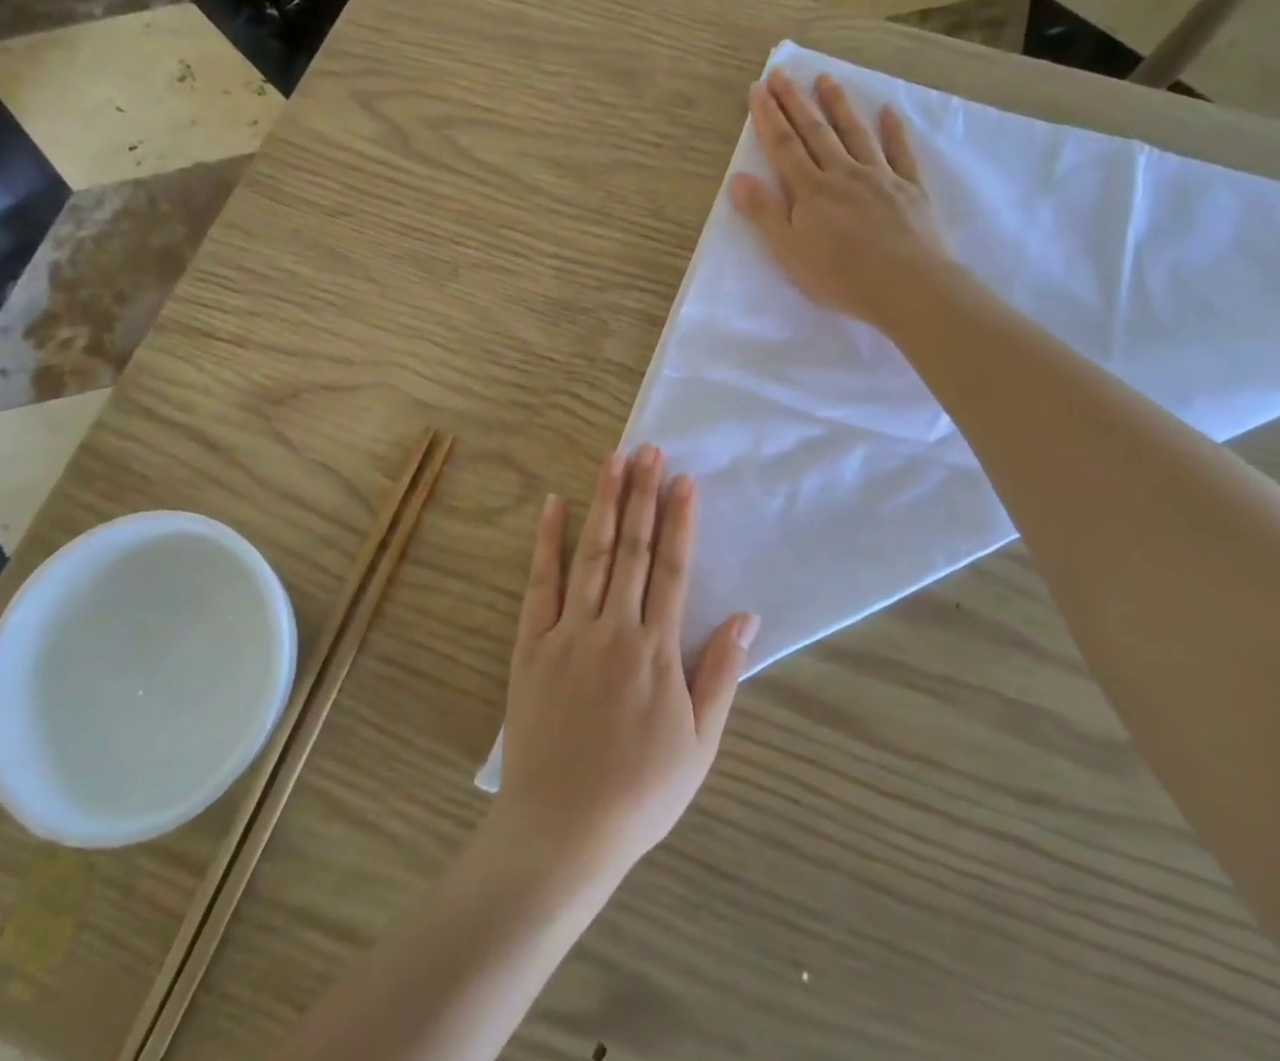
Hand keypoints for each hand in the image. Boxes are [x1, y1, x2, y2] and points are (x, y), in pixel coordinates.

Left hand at [489, 446, 757, 890]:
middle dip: (642, 495)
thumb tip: (746, 616)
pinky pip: (540, 583)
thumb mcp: (699, 743)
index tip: (682, 479)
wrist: (563, 830)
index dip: (679, 520)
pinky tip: (553, 505)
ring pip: (590, 554)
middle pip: (632, 549)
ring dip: (603, 503)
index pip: (672, 569)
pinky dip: (547, 542)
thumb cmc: (640, 792)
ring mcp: (569, 632)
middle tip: (647, 448)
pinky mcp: (532, 644)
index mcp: (656, 650)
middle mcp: (614, 628)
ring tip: (612, 460)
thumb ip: (720, 674)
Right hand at [728, 69, 956, 332]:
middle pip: (815, 132)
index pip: (784, 146)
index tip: (759, 88)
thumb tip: (737, 177)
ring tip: (825, 79)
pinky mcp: (909, 189)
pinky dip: (893, 131)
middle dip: (795, 102)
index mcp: (811, 191)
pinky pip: (900, 153)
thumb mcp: (789, 250)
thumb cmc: (840, 275)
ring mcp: (879, 178)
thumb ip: (764, 212)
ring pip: (854, 133)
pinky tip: (888, 112)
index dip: (769, 117)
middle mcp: (843, 174)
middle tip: (782, 72)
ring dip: (838, 105)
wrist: (907, 286)